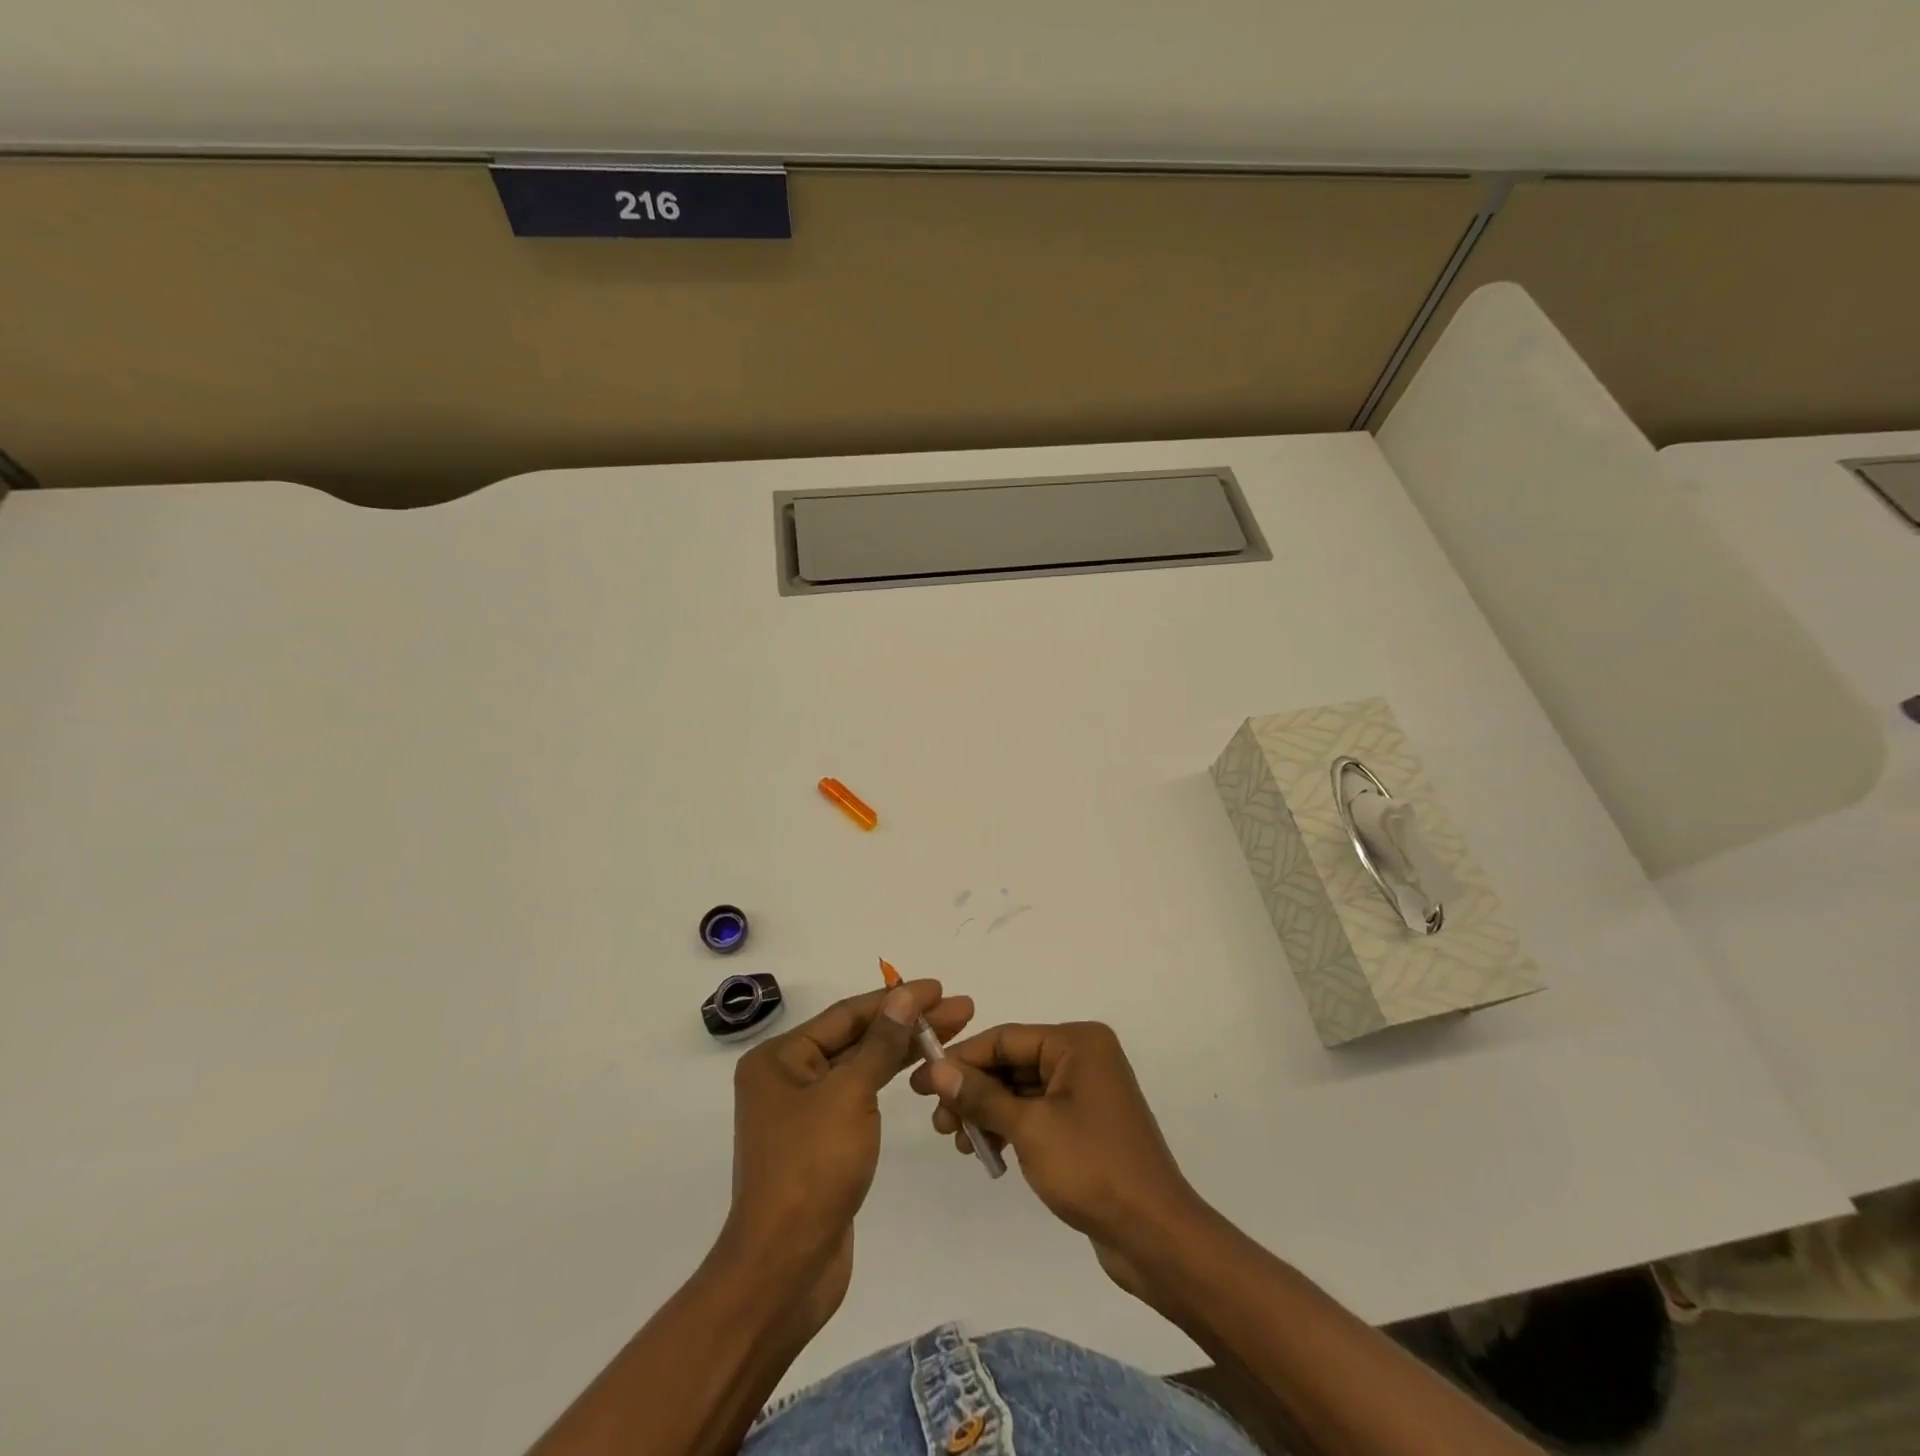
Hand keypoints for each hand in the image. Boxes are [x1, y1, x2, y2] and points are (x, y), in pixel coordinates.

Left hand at [717, 979, 972, 1334]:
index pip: (848, 1014)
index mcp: (781, 1058)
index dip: (897, 999)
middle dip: (909, 1023)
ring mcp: (806, 1111)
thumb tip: (903, 996)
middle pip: (858, 1037)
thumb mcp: (850, 1095)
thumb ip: (880, 1043)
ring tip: (953, 1032)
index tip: (940, 988)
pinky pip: (861, 1095)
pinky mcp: (823, 1141)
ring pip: (863, 1066)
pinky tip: (921, 1068)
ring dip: (905, 1049)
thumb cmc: (812, 1169)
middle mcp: (788, 1077)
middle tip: (961, 1009)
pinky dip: (890, 1079)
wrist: (785, 1268)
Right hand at [909, 1022, 1207, 1296]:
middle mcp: (1084, 1057)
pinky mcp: (1086, 1124)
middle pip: (1013, 1062)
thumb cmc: (1092, 1168)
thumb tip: (936, 1069)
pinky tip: (988, 1153)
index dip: (961, 1058)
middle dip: (973, 1090)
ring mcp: (1086, 1091)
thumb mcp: (1029, 1128)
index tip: (922, 1082)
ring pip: (1021, 1090)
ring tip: (958, 1143)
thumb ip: (981, 1096)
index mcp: (1077, 1042)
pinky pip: (1037, 1113)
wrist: (1155, 1236)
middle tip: (938, 1123)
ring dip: (988, 1113)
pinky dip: (1010, 1127)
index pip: (1006, 1038)